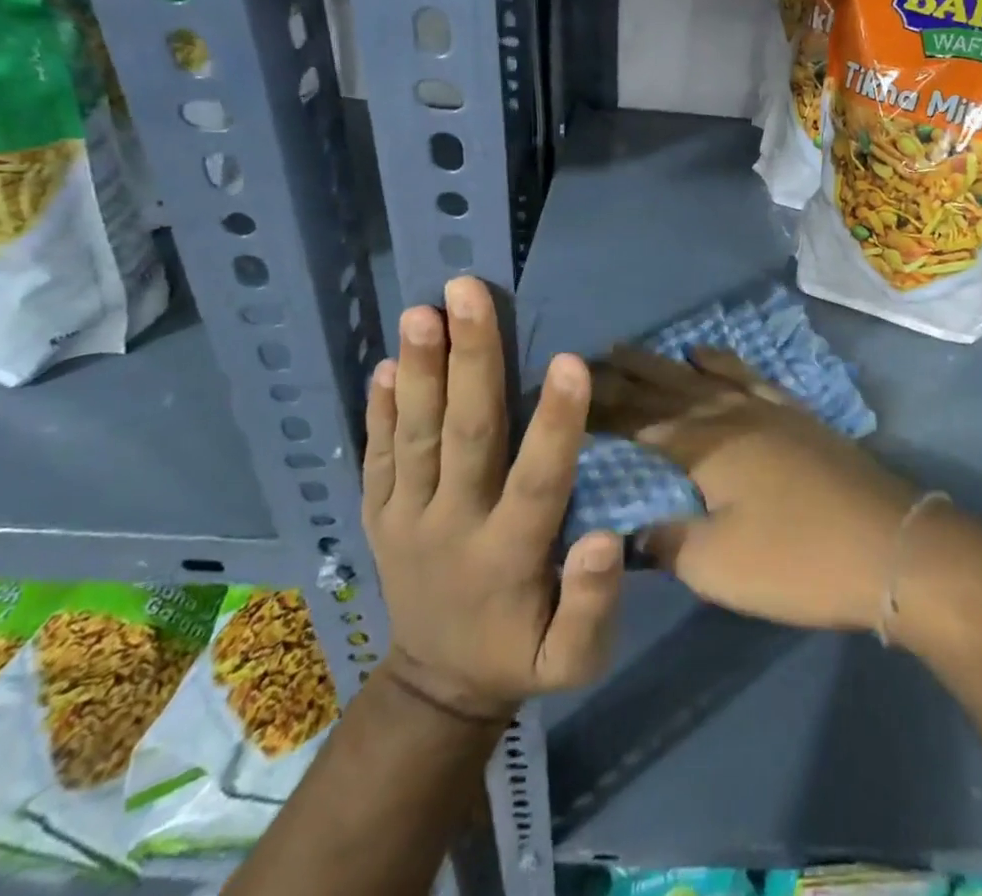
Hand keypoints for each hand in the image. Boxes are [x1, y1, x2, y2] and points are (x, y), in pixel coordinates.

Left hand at [361, 276, 623, 721]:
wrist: (435, 687)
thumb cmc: (520, 655)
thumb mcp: (573, 661)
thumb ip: (592, 605)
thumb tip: (604, 538)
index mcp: (508, 557)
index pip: (538, 481)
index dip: (555, 423)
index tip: (570, 361)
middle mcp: (452, 526)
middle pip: (464, 435)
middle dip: (470, 360)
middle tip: (467, 293)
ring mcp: (406, 518)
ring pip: (415, 435)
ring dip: (419, 370)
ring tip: (420, 311)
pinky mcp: (378, 515)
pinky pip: (377, 457)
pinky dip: (379, 410)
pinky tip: (384, 364)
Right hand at [591, 345, 915, 631]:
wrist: (892, 547)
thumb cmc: (797, 558)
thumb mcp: (718, 565)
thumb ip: (665, 542)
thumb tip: (628, 530)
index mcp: (705, 446)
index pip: (639, 419)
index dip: (602, 407)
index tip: (569, 393)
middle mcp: (732, 415)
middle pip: (669, 387)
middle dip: (628, 373)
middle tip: (594, 356)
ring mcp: (769, 411)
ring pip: (706, 376)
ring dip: (669, 363)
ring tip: (639, 350)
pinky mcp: (798, 418)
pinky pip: (750, 378)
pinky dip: (725, 363)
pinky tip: (713, 357)